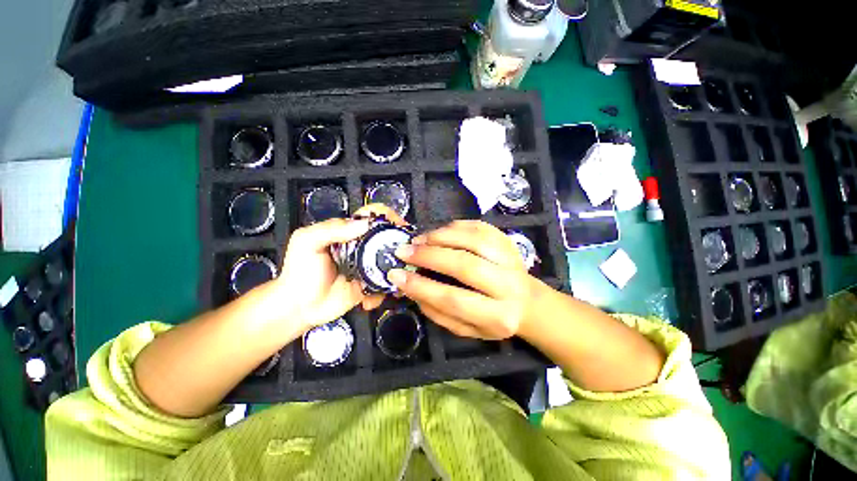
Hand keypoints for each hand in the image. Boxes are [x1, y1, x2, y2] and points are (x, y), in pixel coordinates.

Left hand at [269, 203, 409, 330]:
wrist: (298, 308)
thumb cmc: (300, 271)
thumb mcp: (307, 242)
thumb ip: (331, 229)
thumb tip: (365, 224)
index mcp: (349, 232)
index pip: (372, 216)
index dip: (388, 216)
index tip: (399, 225)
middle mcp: (363, 247)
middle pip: (388, 238)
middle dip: (400, 244)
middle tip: (407, 255)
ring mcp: (369, 267)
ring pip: (392, 261)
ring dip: (396, 271)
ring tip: (394, 281)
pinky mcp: (371, 285)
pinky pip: (386, 284)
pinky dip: (384, 292)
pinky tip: (369, 300)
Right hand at [388, 220, 543, 339]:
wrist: (528, 303)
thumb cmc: (493, 320)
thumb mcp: (466, 329)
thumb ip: (438, 313)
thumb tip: (411, 287)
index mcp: (496, 317)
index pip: (453, 299)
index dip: (421, 286)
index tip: (396, 275)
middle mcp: (507, 286)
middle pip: (465, 265)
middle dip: (429, 256)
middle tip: (404, 250)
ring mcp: (510, 259)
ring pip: (474, 240)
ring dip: (441, 236)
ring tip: (420, 240)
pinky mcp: (508, 241)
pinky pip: (479, 227)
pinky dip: (455, 226)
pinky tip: (440, 232)